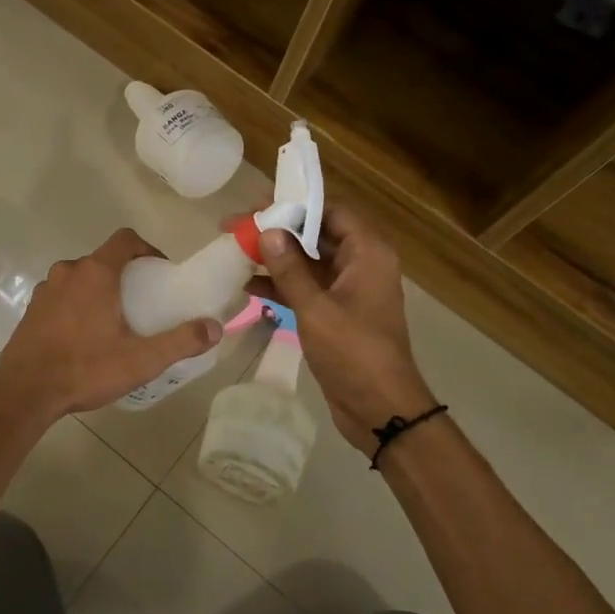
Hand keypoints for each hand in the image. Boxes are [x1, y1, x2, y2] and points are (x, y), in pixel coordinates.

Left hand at [0, 229, 221, 422]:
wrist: (24, 393)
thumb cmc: (85, 369)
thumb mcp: (141, 360)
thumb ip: (181, 341)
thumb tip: (215, 327)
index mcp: (95, 273)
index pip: (125, 239)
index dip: (147, 249)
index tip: (160, 272)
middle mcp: (68, 272)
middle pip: (104, 260)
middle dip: (126, 275)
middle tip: (143, 303)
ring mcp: (45, 290)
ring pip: (81, 279)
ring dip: (99, 291)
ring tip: (115, 322)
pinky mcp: (31, 310)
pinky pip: (62, 297)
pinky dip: (77, 306)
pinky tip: (84, 337)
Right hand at [253, 206, 436, 453]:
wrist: (380, 409)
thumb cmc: (354, 353)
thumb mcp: (316, 308)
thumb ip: (290, 269)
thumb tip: (266, 232)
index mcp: (367, 253)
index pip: (331, 210)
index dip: (294, 204)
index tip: (257, 205)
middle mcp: (360, 263)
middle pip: (316, 233)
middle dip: (277, 230)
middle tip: (236, 226)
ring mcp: (348, 289)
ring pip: (307, 260)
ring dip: (275, 257)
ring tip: (234, 251)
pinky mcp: (335, 312)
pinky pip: (306, 287)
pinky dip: (280, 285)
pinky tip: (247, 285)